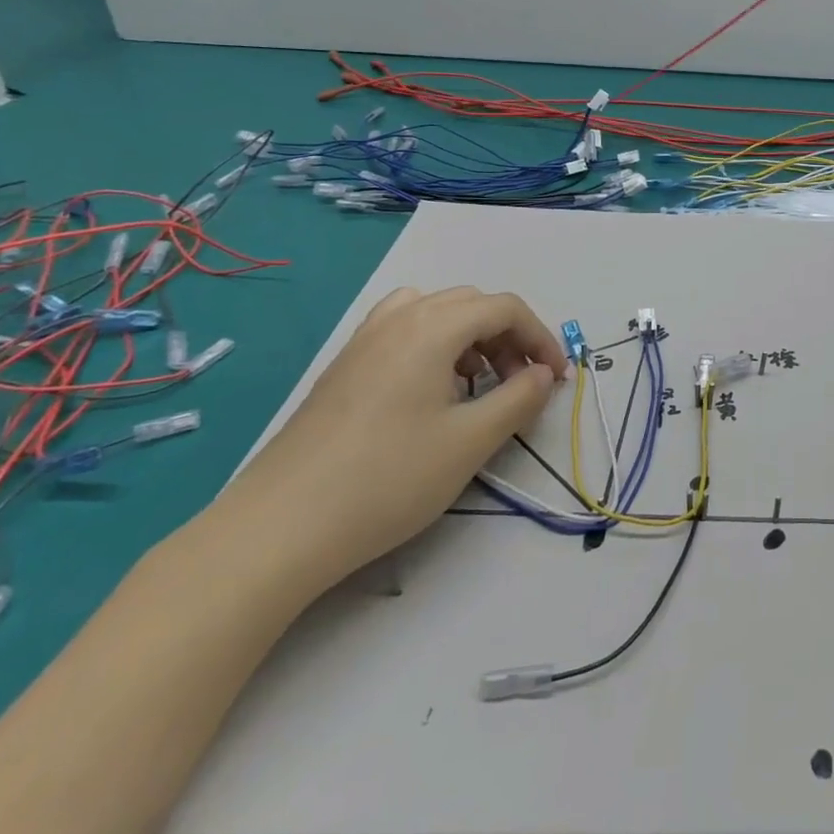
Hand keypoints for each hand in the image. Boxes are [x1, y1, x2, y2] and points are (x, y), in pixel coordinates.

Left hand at [221, 287, 566, 594]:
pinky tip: (430, 391)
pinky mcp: (342, 368)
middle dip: (509, 336)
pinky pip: (402, 331)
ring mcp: (364, 342)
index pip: (505, 308)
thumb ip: (519, 399)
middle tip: (520, 383)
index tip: (555, 379)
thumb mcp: (471, 441)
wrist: (277, 529)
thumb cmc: (387, 479)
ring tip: (477, 383)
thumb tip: (542, 375)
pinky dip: (433, 344)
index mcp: (433, 328)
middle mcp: (399, 320)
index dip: (541, 337)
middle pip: (472, 304)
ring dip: (470, 336)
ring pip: (435, 312)